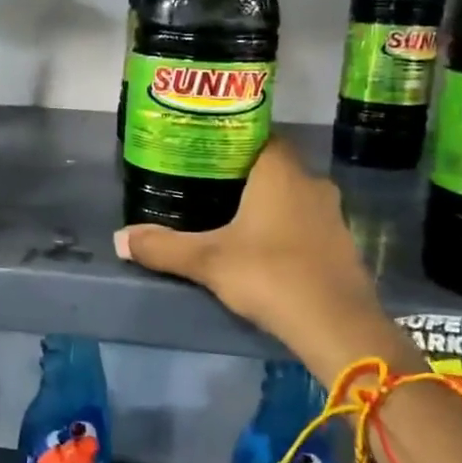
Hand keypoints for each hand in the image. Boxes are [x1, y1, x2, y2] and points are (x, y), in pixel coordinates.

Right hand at [114, 139, 420, 385]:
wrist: (337, 326)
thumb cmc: (269, 275)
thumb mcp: (208, 261)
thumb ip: (163, 247)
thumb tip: (119, 238)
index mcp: (280, 173)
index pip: (260, 136)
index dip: (234, 139)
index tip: (205, 152)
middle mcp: (311, 183)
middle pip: (274, 166)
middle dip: (244, 175)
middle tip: (207, 186)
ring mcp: (332, 215)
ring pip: (293, 196)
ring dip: (268, 204)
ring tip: (230, 217)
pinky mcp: (342, 245)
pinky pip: (307, 223)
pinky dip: (286, 228)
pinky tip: (263, 248)